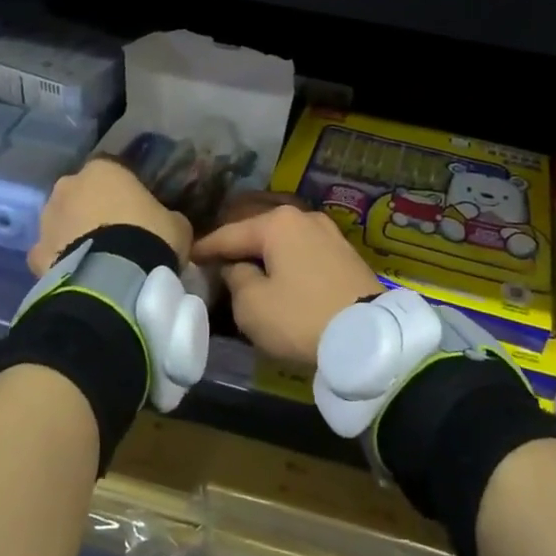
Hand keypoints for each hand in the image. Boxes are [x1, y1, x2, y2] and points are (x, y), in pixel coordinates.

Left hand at [27, 157, 193, 276]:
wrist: (112, 280)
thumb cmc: (149, 237)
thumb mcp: (176, 223)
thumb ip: (167, 216)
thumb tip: (166, 222)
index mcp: (103, 169)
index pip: (113, 170)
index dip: (124, 190)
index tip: (137, 209)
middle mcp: (68, 186)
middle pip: (81, 193)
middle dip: (94, 208)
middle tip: (116, 233)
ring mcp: (47, 220)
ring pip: (62, 221)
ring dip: (75, 233)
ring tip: (97, 257)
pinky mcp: (35, 254)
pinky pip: (51, 253)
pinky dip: (61, 261)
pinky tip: (79, 274)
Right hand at [191, 203, 381, 367]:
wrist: (368, 337)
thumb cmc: (300, 316)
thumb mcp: (252, 305)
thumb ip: (236, 279)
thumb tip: (237, 268)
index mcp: (277, 223)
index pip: (230, 234)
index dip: (206, 248)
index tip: (187, 256)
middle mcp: (304, 218)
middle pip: (259, 232)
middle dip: (237, 247)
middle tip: (215, 262)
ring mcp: (329, 234)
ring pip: (284, 242)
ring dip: (265, 256)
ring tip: (247, 270)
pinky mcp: (346, 254)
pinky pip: (304, 254)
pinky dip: (287, 263)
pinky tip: (279, 276)